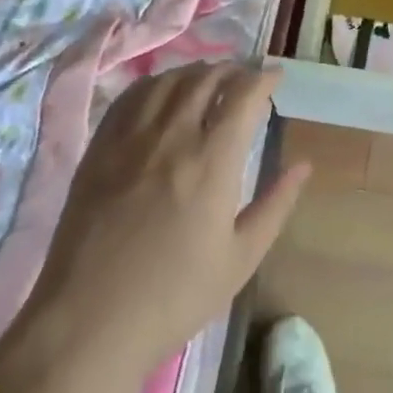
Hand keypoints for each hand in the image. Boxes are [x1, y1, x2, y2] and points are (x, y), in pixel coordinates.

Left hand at [22, 62, 309, 382]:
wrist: (88, 322)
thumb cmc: (173, 297)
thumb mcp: (240, 259)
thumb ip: (275, 206)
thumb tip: (304, 165)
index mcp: (212, 161)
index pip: (243, 95)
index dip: (263, 78)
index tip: (275, 76)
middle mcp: (173, 135)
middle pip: (205, 78)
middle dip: (232, 70)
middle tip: (245, 77)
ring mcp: (131, 137)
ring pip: (168, 81)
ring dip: (195, 71)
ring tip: (209, 79)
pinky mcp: (100, 146)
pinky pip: (131, 96)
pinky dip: (155, 83)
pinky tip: (162, 92)